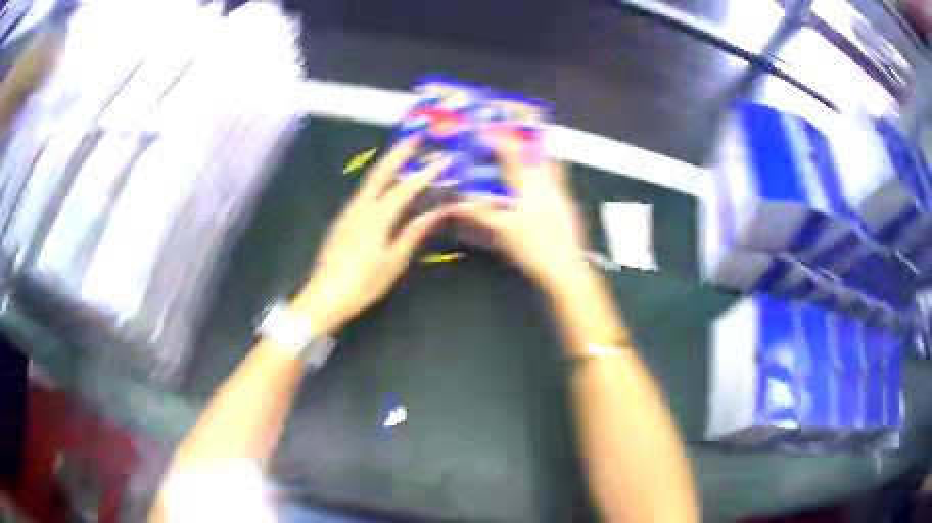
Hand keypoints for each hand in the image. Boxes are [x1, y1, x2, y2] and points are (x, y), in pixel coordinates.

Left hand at [292, 138, 450, 334]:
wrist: (325, 296)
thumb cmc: (363, 284)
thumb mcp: (393, 262)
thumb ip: (413, 233)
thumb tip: (436, 212)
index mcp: (377, 218)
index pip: (406, 188)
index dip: (426, 173)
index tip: (444, 160)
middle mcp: (361, 207)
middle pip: (381, 172)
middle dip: (399, 153)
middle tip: (415, 137)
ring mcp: (349, 212)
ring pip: (370, 180)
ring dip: (388, 164)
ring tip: (404, 155)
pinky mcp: (343, 220)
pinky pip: (364, 192)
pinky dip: (378, 181)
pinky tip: (385, 185)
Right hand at [451, 127, 588, 290]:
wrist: (565, 268)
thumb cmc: (533, 247)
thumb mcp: (502, 230)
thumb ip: (480, 214)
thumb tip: (457, 203)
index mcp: (531, 186)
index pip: (512, 155)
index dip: (498, 140)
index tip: (486, 128)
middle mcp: (549, 184)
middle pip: (539, 155)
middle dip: (525, 143)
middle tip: (511, 137)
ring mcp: (562, 196)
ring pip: (552, 168)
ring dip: (538, 158)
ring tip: (525, 156)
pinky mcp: (568, 208)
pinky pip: (557, 182)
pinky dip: (546, 176)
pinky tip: (538, 187)